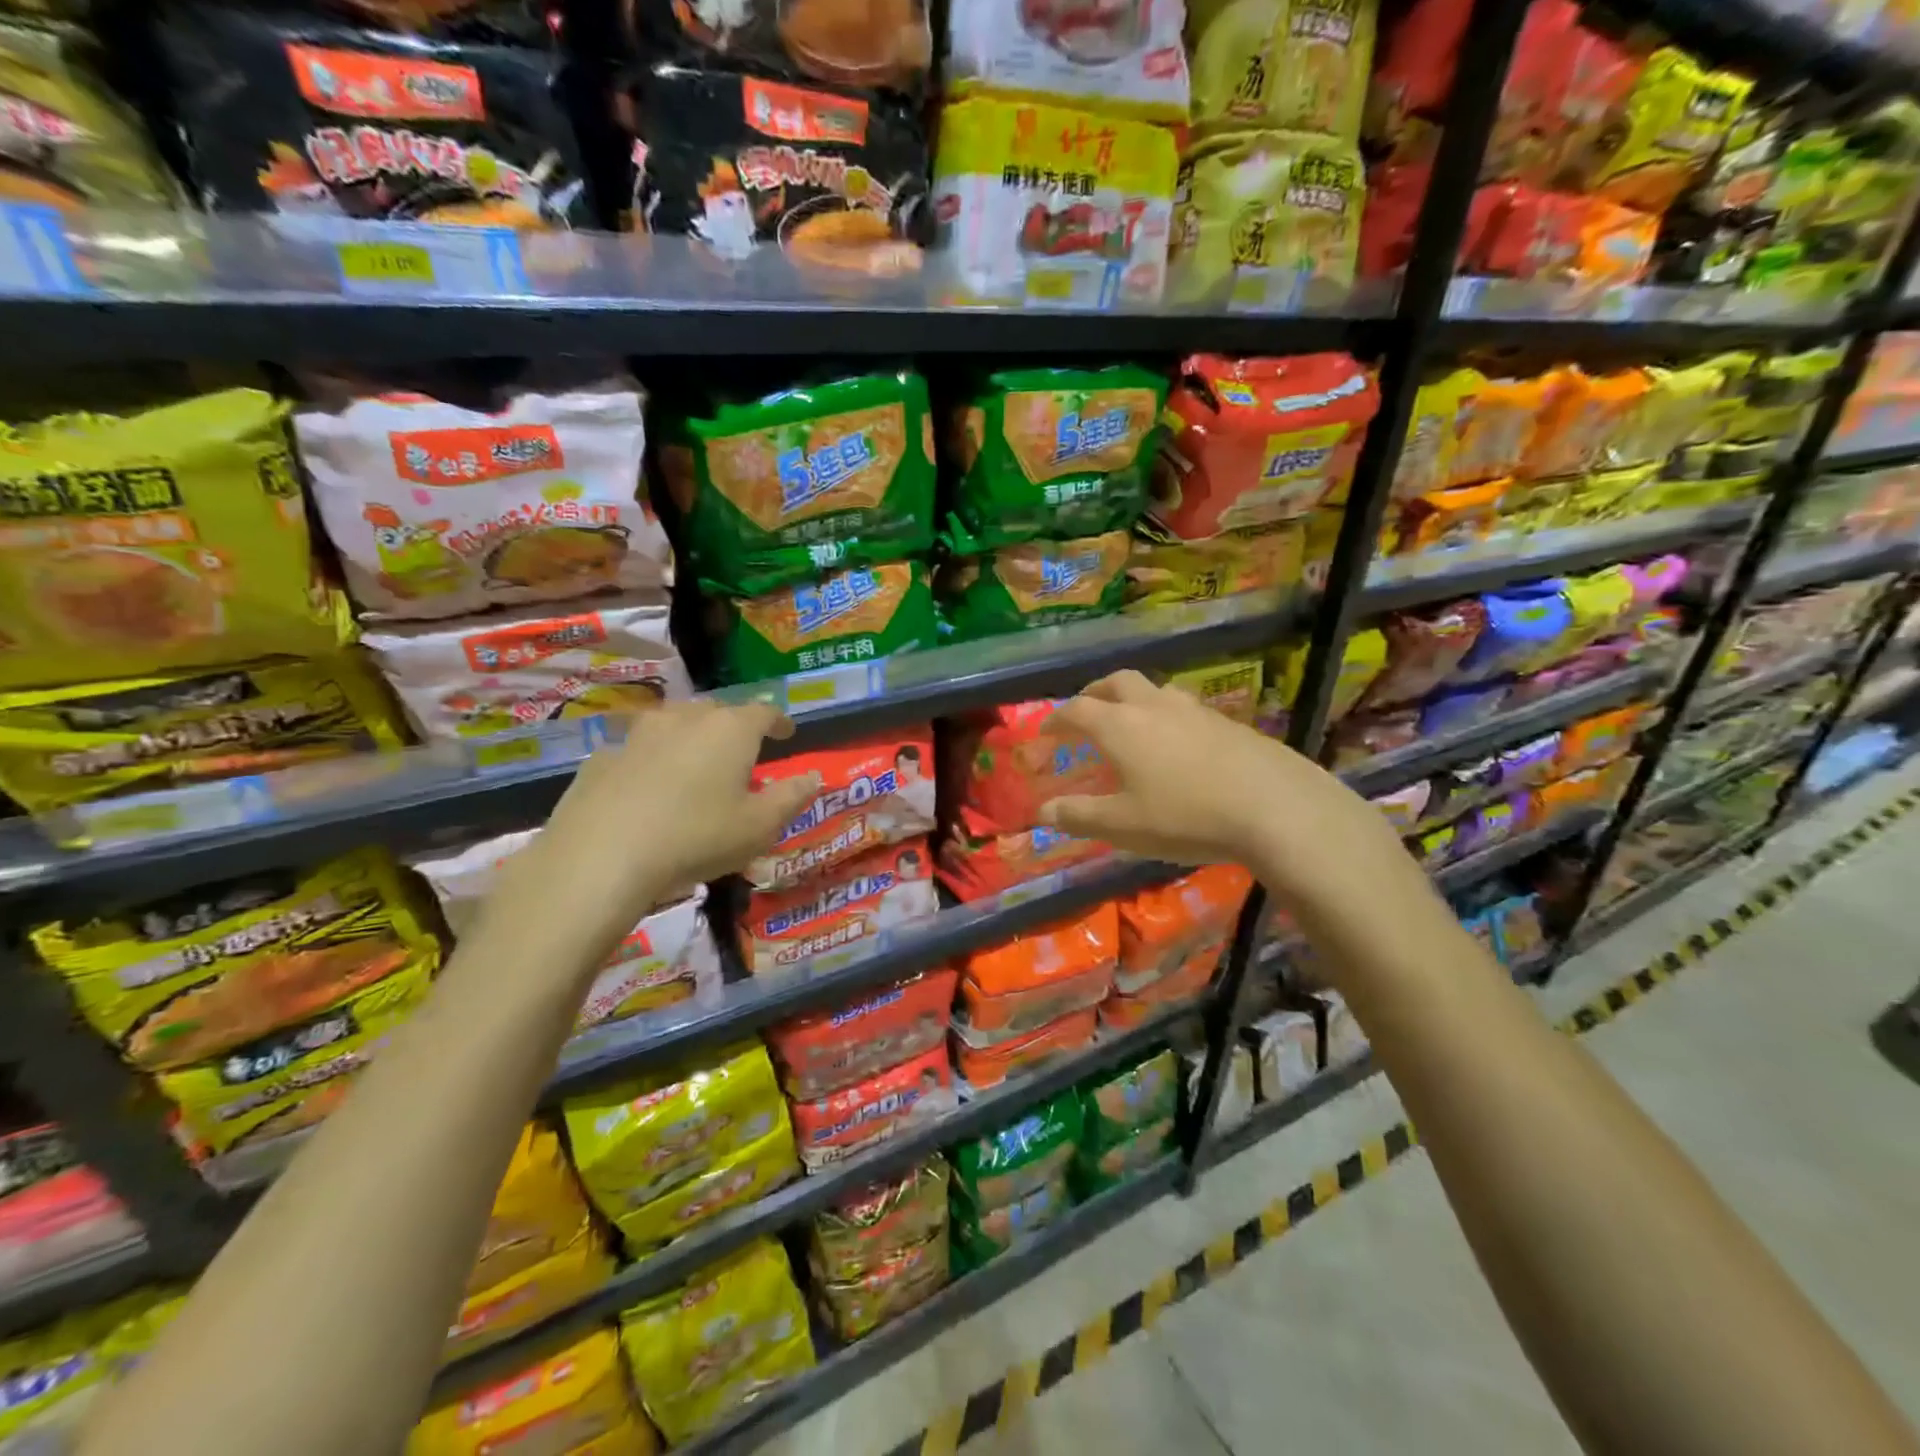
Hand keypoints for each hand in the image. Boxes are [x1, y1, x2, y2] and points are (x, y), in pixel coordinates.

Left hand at [490, 701, 820, 961]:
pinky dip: (652, 763)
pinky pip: (638, 752)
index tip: (787, 734)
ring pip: (674, 726)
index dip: (779, 722)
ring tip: (696, 766)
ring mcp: (638, 735)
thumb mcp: (760, 827)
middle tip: (741, 754)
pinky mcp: (602, 758)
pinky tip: (648, 791)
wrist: (602, 856)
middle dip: (733, 728)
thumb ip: (791, 797)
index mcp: (730, 730)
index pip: (763, 712)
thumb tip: (814, 776)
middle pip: (717, 712)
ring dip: (690, 739)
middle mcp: (685, 719)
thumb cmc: (697, 837)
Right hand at [1038, 671, 1416, 919]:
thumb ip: (1079, 816)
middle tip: (1086, 711)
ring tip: (1133, 723)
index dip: (1056, 719)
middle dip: (1094, 693)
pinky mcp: (1229, 723)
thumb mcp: (1123, 826)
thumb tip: (1043, 810)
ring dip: (1134, 700)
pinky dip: (1168, 717)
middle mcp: (1154, 706)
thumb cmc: (1185, 816)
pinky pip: (1186, 709)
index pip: (1076, 710)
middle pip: (1117, 682)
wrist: (1275, 807)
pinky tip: (1180, 745)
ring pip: (1156, 690)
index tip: (1045, 731)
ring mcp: (1195, 710)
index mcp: (1120, 726)